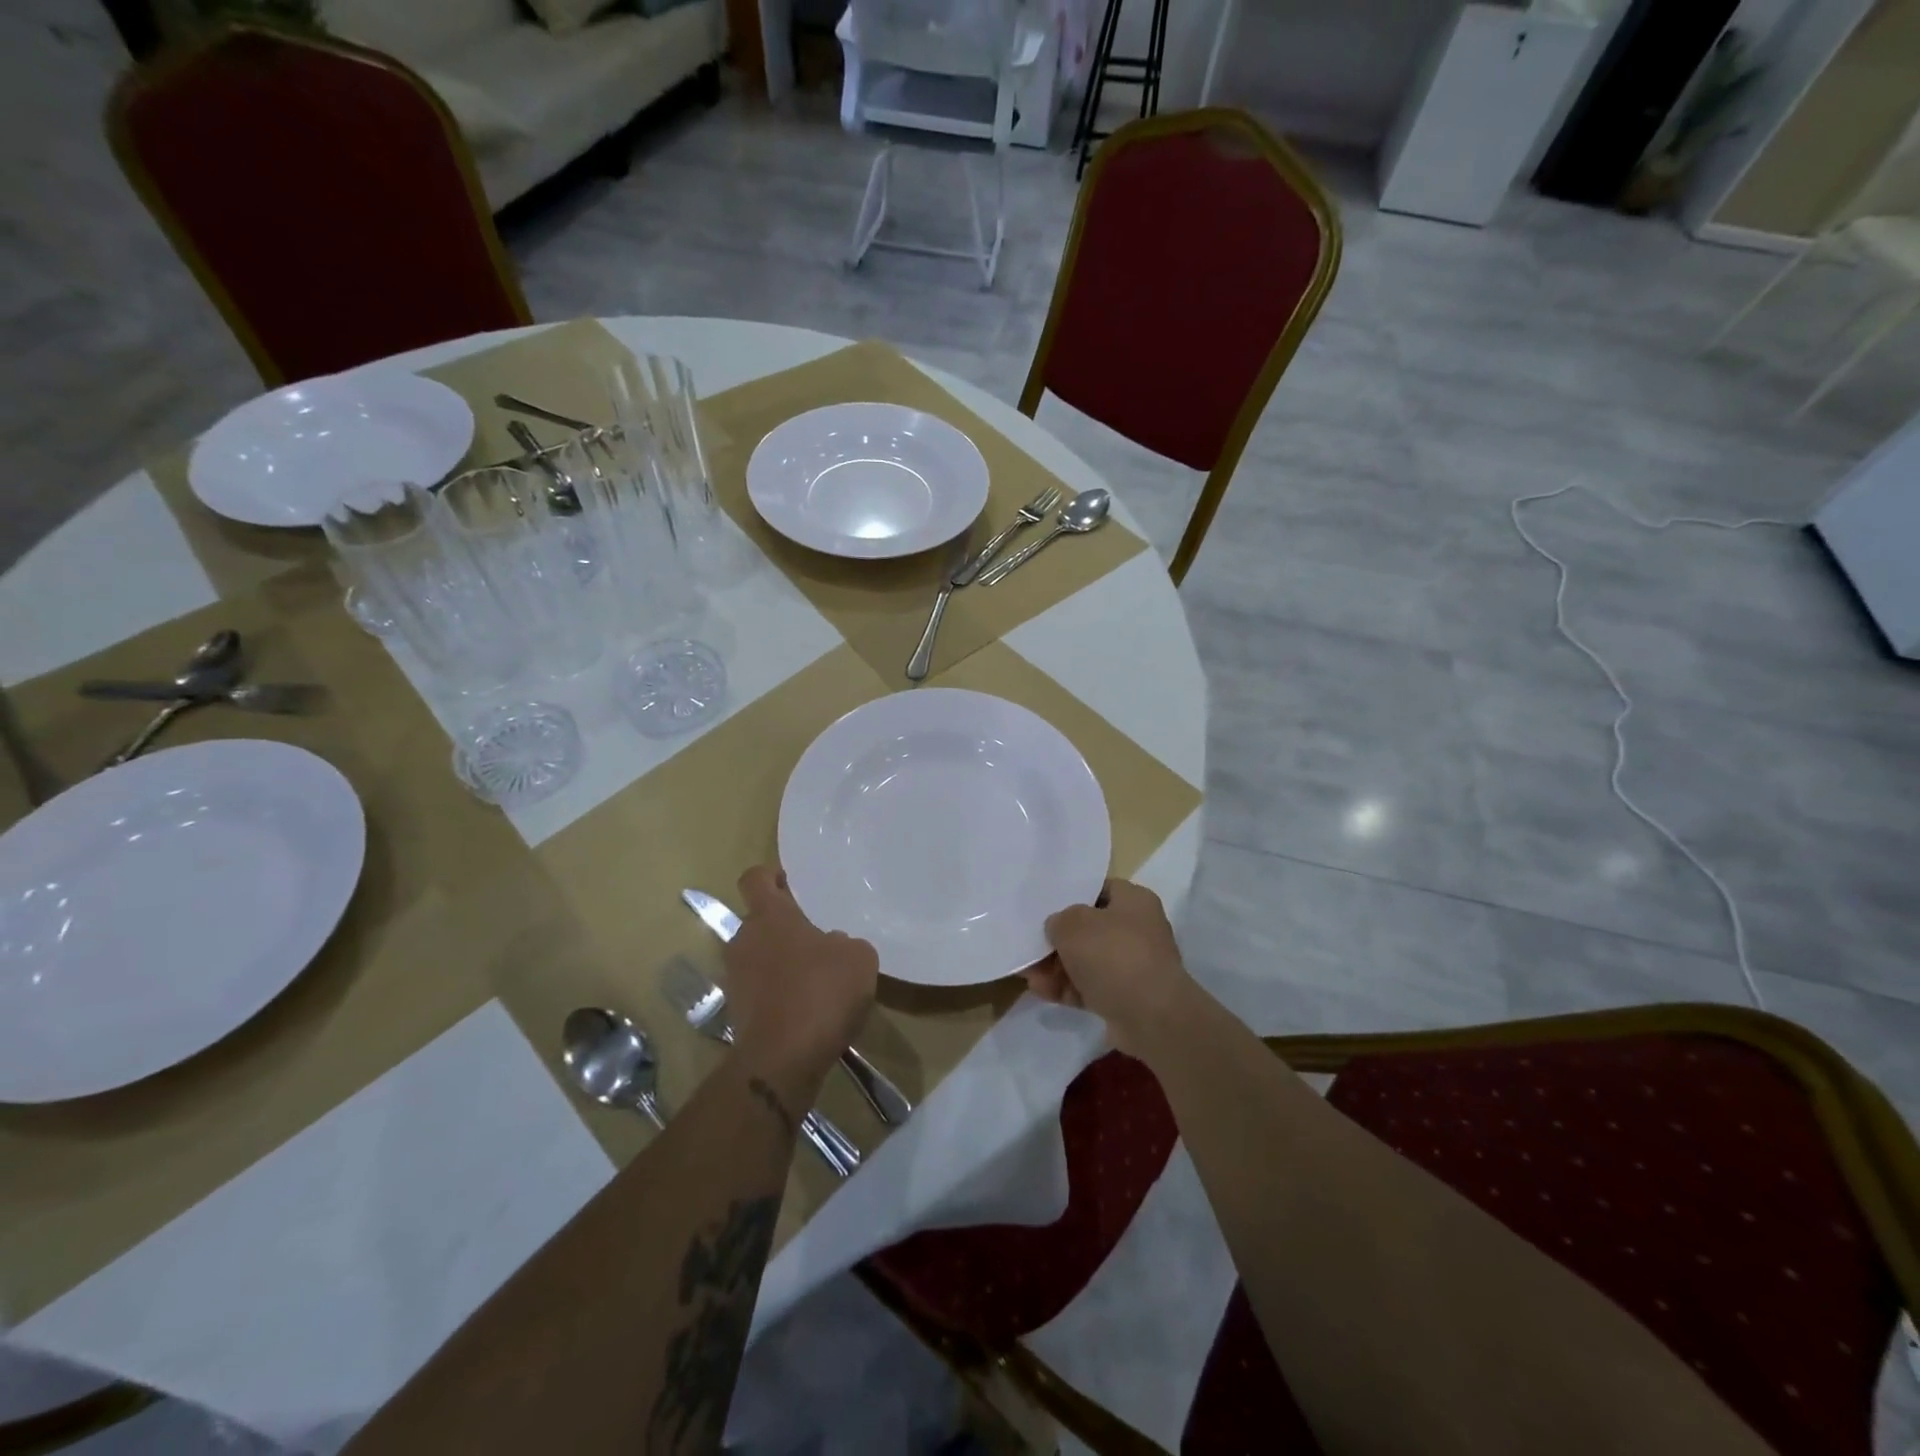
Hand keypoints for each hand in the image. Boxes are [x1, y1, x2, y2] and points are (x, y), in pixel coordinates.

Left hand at [723, 865, 877, 1085]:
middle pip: (759, 920)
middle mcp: (744, 940)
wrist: (782, 1060)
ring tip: (816, 975)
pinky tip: (808, 1006)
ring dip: (781, 960)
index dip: (771, 875)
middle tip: (817, 936)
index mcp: (769, 916)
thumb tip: (832, 945)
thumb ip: (846, 942)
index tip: (790, 882)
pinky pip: (760, 988)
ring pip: (759, 955)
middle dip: (784, 925)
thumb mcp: (859, 958)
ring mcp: (735, 977)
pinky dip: (779, 991)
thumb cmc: (821, 992)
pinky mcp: (738, 1012)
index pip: (755, 878)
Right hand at [1026, 879, 1191, 1055]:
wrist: (1151, 1018)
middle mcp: (1138, 930)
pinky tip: (1043, 992)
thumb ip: (1059, 920)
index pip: (1098, 890)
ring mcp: (1133, 966)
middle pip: (1089, 929)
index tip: (1044, 908)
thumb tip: (1058, 928)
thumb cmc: (1113, 956)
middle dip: (1058, 941)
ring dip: (1057, 968)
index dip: (1070, 897)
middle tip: (1031, 947)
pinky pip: (1090, 987)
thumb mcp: (1073, 925)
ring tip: (1029, 976)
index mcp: (1134, 901)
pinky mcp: (1126, 997)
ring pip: (1087, 961)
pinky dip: (1068, 989)